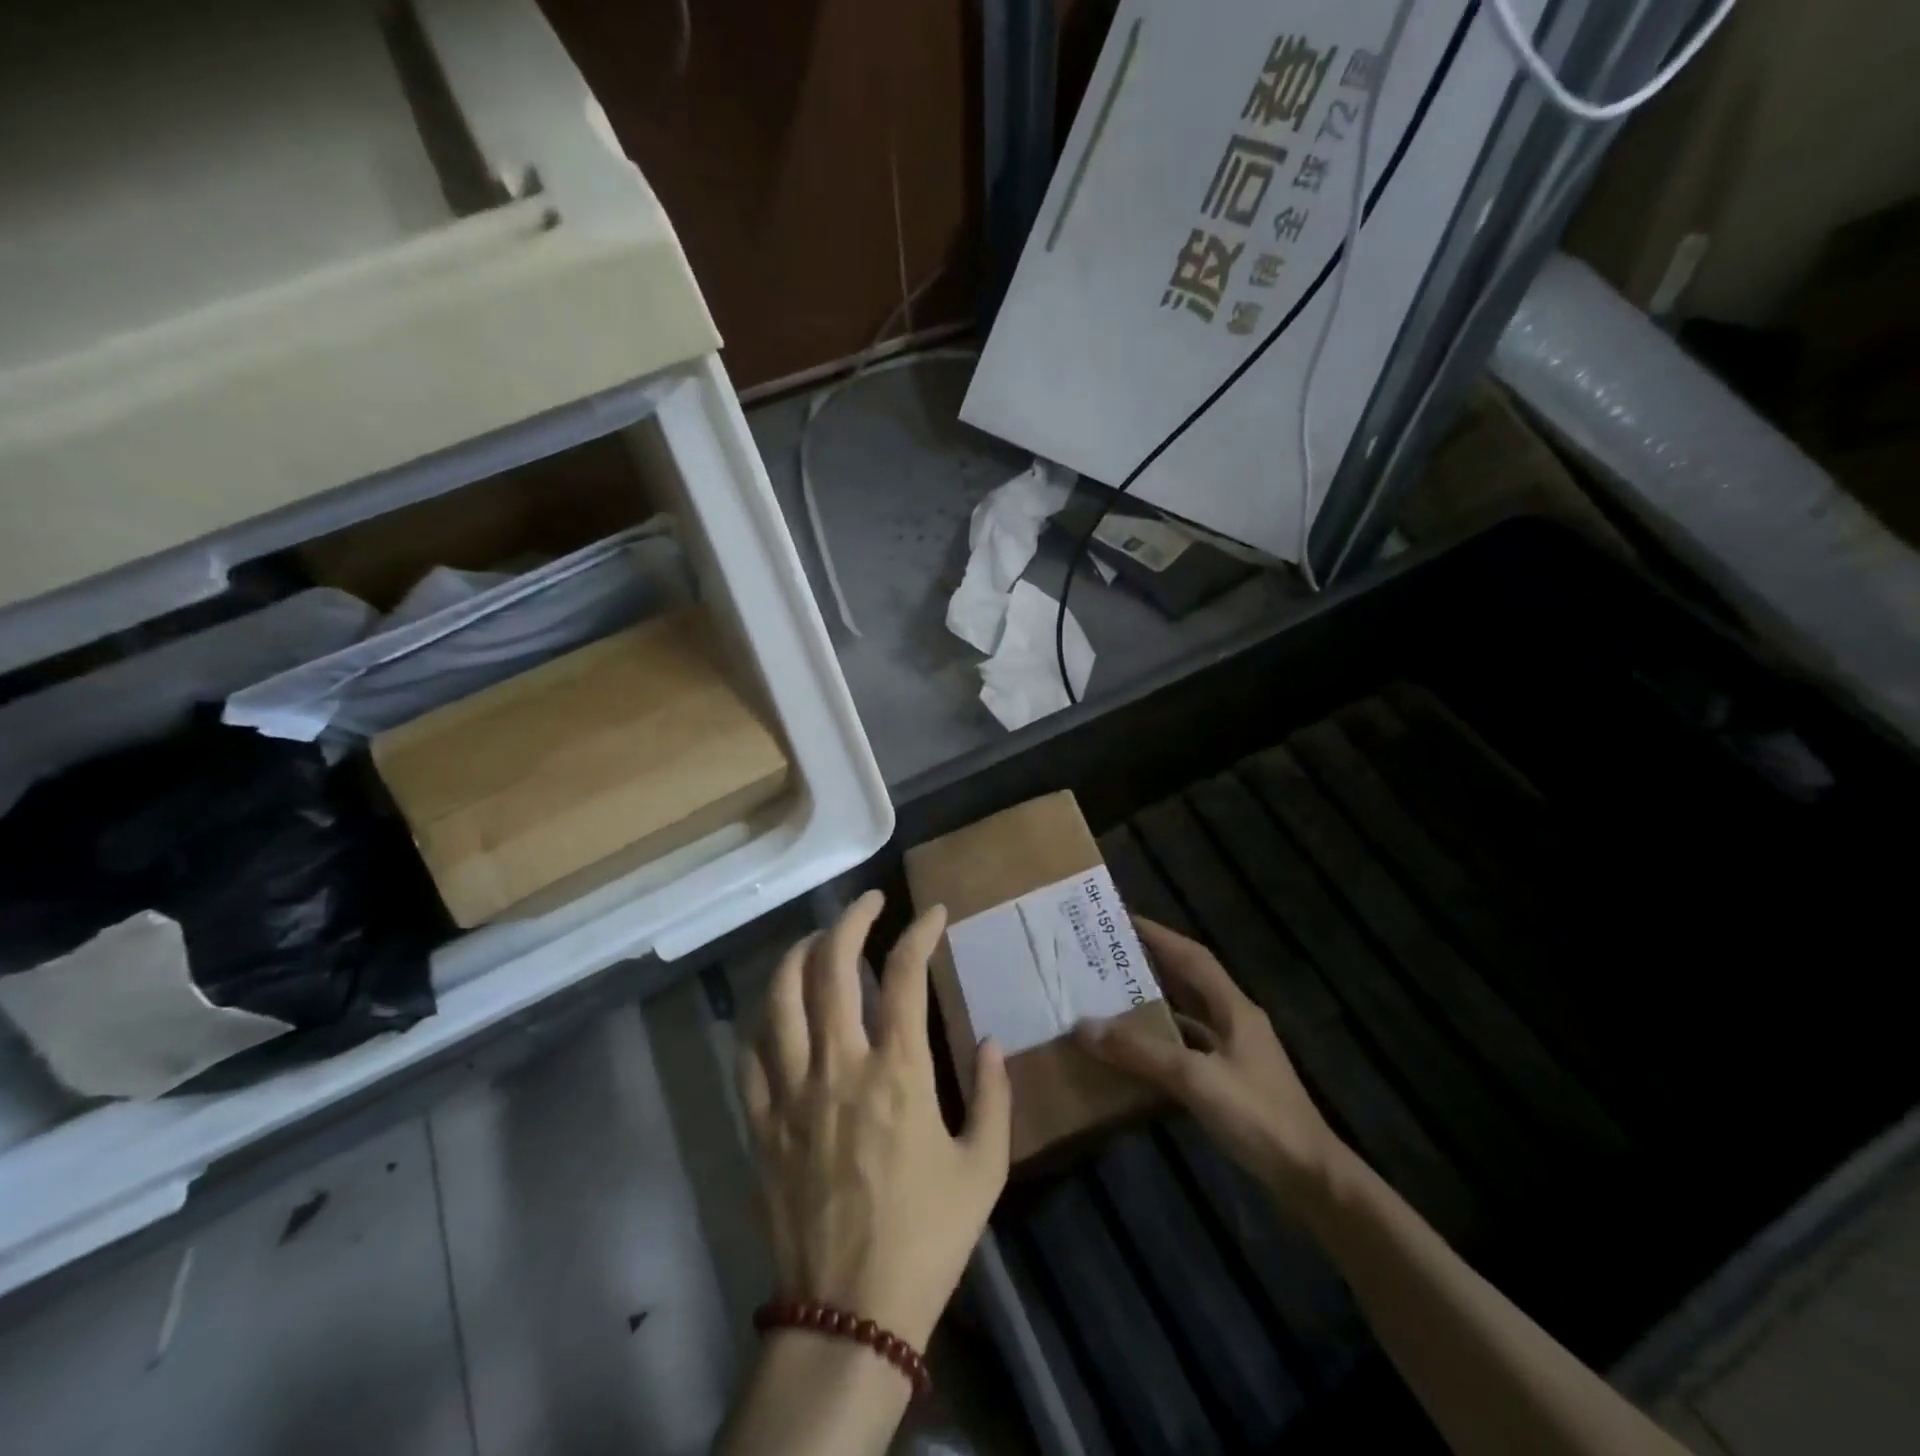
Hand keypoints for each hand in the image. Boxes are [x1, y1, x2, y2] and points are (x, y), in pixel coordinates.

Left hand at [740, 890, 1011, 1349]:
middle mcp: (839, 1066)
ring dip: (797, 955)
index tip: (934, 913)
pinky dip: (763, 1022)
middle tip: (869, 902)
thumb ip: (995, 1096)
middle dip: (850, 919)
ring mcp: (791, 1092)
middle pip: (831, 966)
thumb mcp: (984, 1170)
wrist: (849, 1316)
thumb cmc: (926, 1239)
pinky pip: (750, 1056)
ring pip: (780, 998)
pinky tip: (777, 1013)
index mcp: (898, 1072)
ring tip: (816, 939)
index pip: (904, 975)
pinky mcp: (761, 1124)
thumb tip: (994, 1042)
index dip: (919, 932)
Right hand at [1076, 918, 1346, 1208]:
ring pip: (1189, 1014)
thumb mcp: (1196, 1079)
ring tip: (1113, 997)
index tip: (1121, 920)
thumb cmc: (1259, 1117)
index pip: (1192, 956)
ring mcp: (1236, 1053)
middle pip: (1189, 981)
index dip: (1159, 935)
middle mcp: (1236, 1022)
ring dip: (1155, 1003)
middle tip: (1107, 957)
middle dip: (1151, 964)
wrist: (1311, 1179)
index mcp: (1234, 1008)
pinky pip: (1189, 1048)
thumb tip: (1084, 1027)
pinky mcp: (1232, 1081)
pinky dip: (1163, 1042)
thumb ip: (1142, 1052)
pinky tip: (1138, 1052)